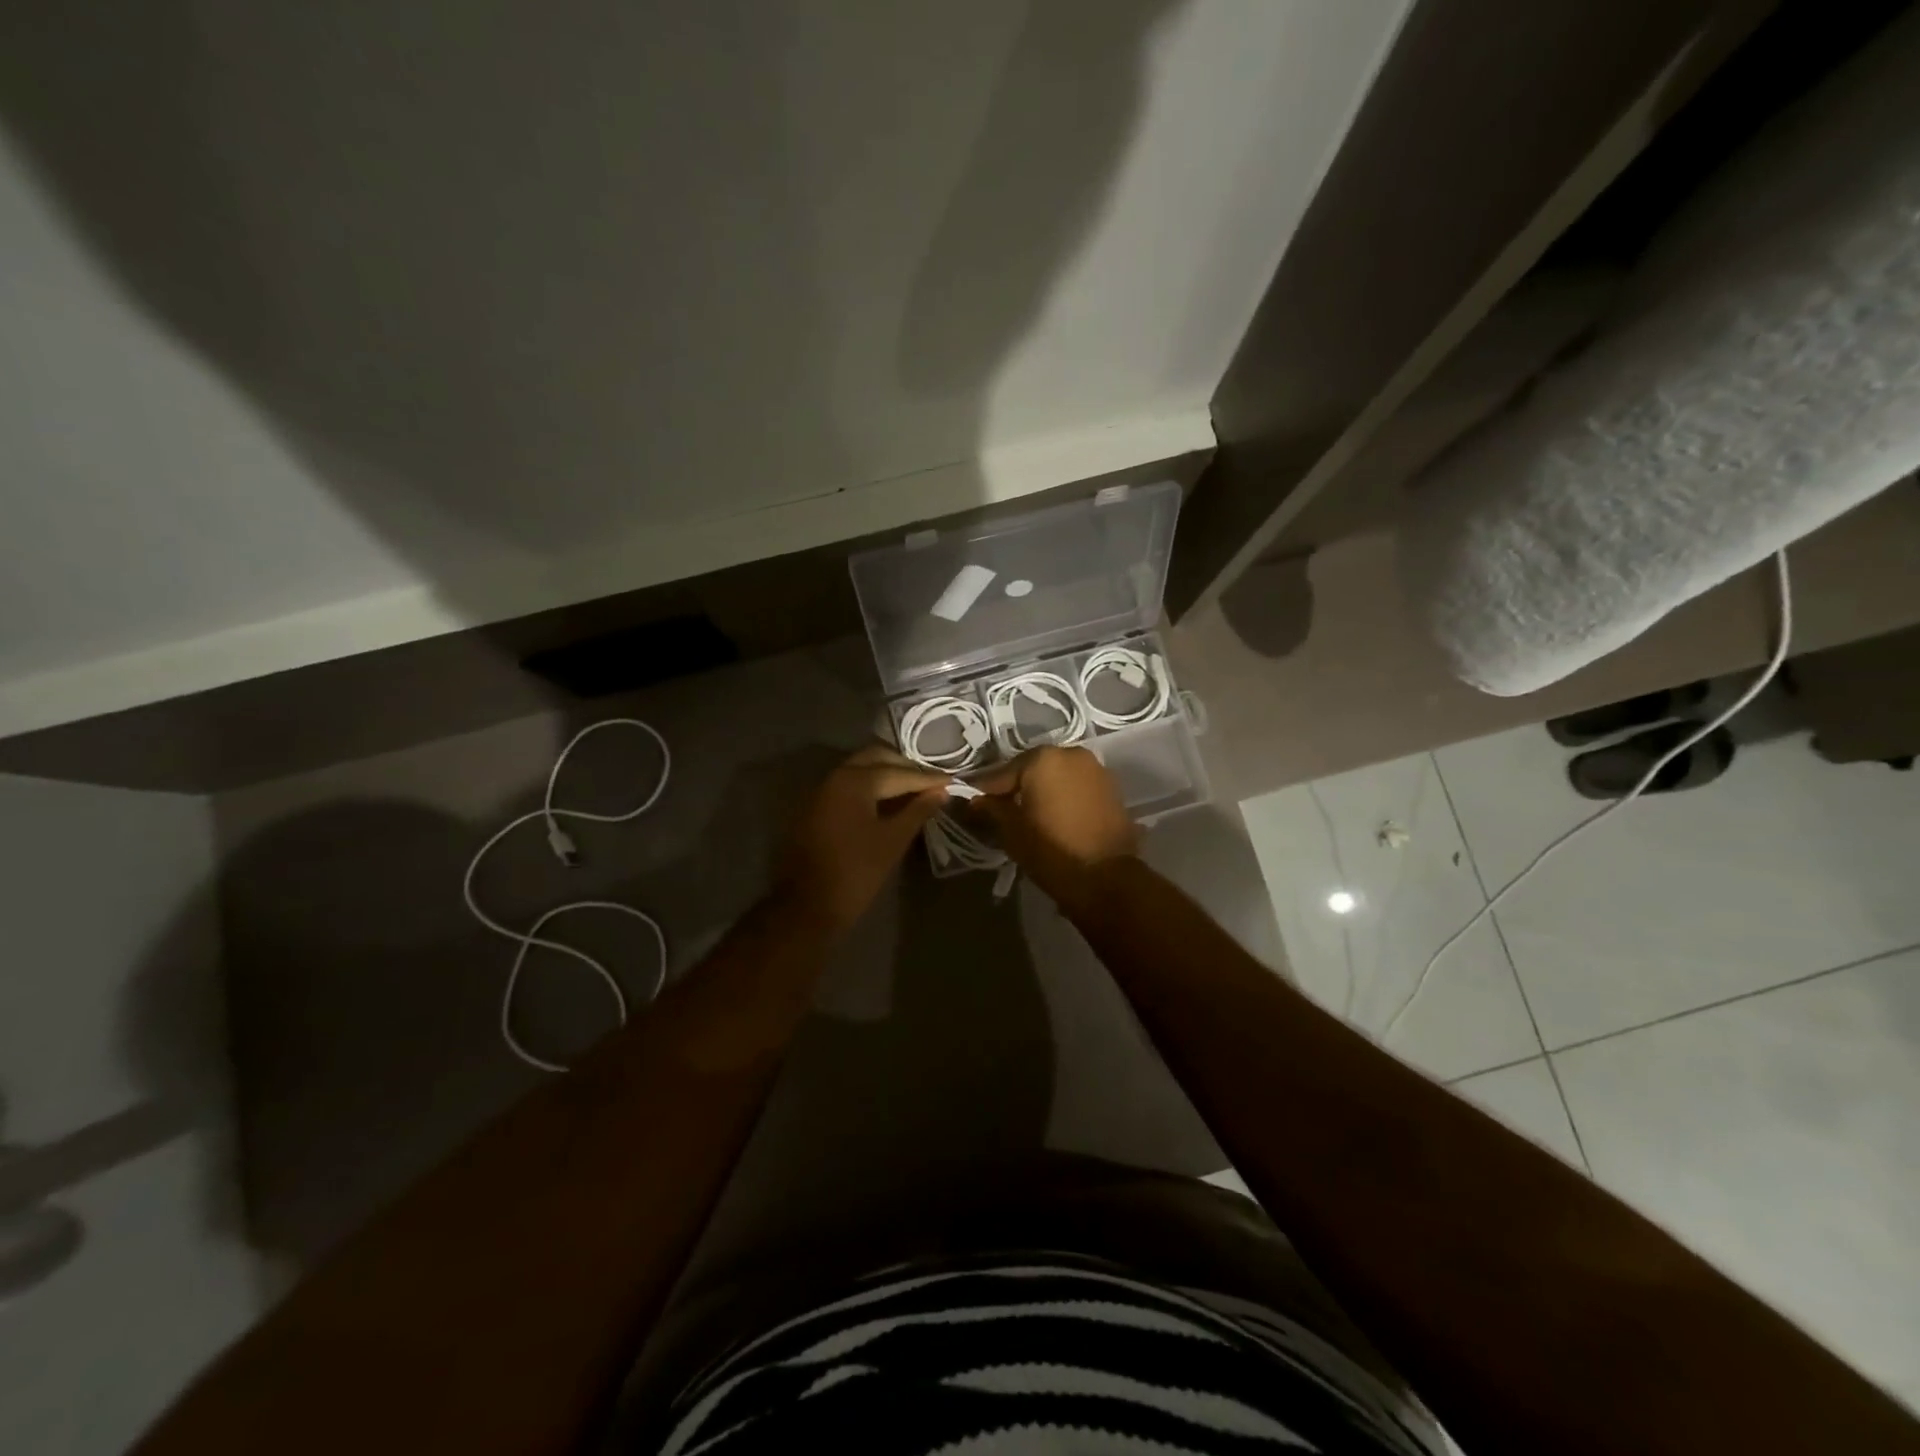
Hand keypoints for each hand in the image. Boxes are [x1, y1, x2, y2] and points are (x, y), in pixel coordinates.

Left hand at [779, 746, 948, 931]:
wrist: (806, 905)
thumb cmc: (856, 872)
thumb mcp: (893, 840)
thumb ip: (918, 811)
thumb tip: (941, 791)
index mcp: (855, 781)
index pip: (899, 772)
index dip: (928, 778)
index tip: (952, 780)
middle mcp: (836, 776)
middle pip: (876, 759)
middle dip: (905, 767)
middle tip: (932, 781)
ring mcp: (823, 791)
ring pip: (861, 770)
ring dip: (888, 774)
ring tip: (915, 790)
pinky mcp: (818, 807)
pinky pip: (850, 785)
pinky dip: (871, 787)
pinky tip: (890, 802)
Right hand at [970, 745, 1138, 908]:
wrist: (1107, 878)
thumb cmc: (1051, 851)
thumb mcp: (1011, 831)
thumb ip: (991, 809)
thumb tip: (975, 801)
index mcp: (1042, 758)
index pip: (1002, 774)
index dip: (986, 793)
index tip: (973, 807)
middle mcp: (1071, 754)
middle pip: (1032, 770)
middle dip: (1017, 789)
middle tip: (1003, 812)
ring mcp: (1096, 769)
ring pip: (1057, 777)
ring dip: (1043, 792)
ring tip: (1031, 817)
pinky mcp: (1112, 788)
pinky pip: (1077, 787)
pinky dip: (1064, 798)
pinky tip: (1056, 818)